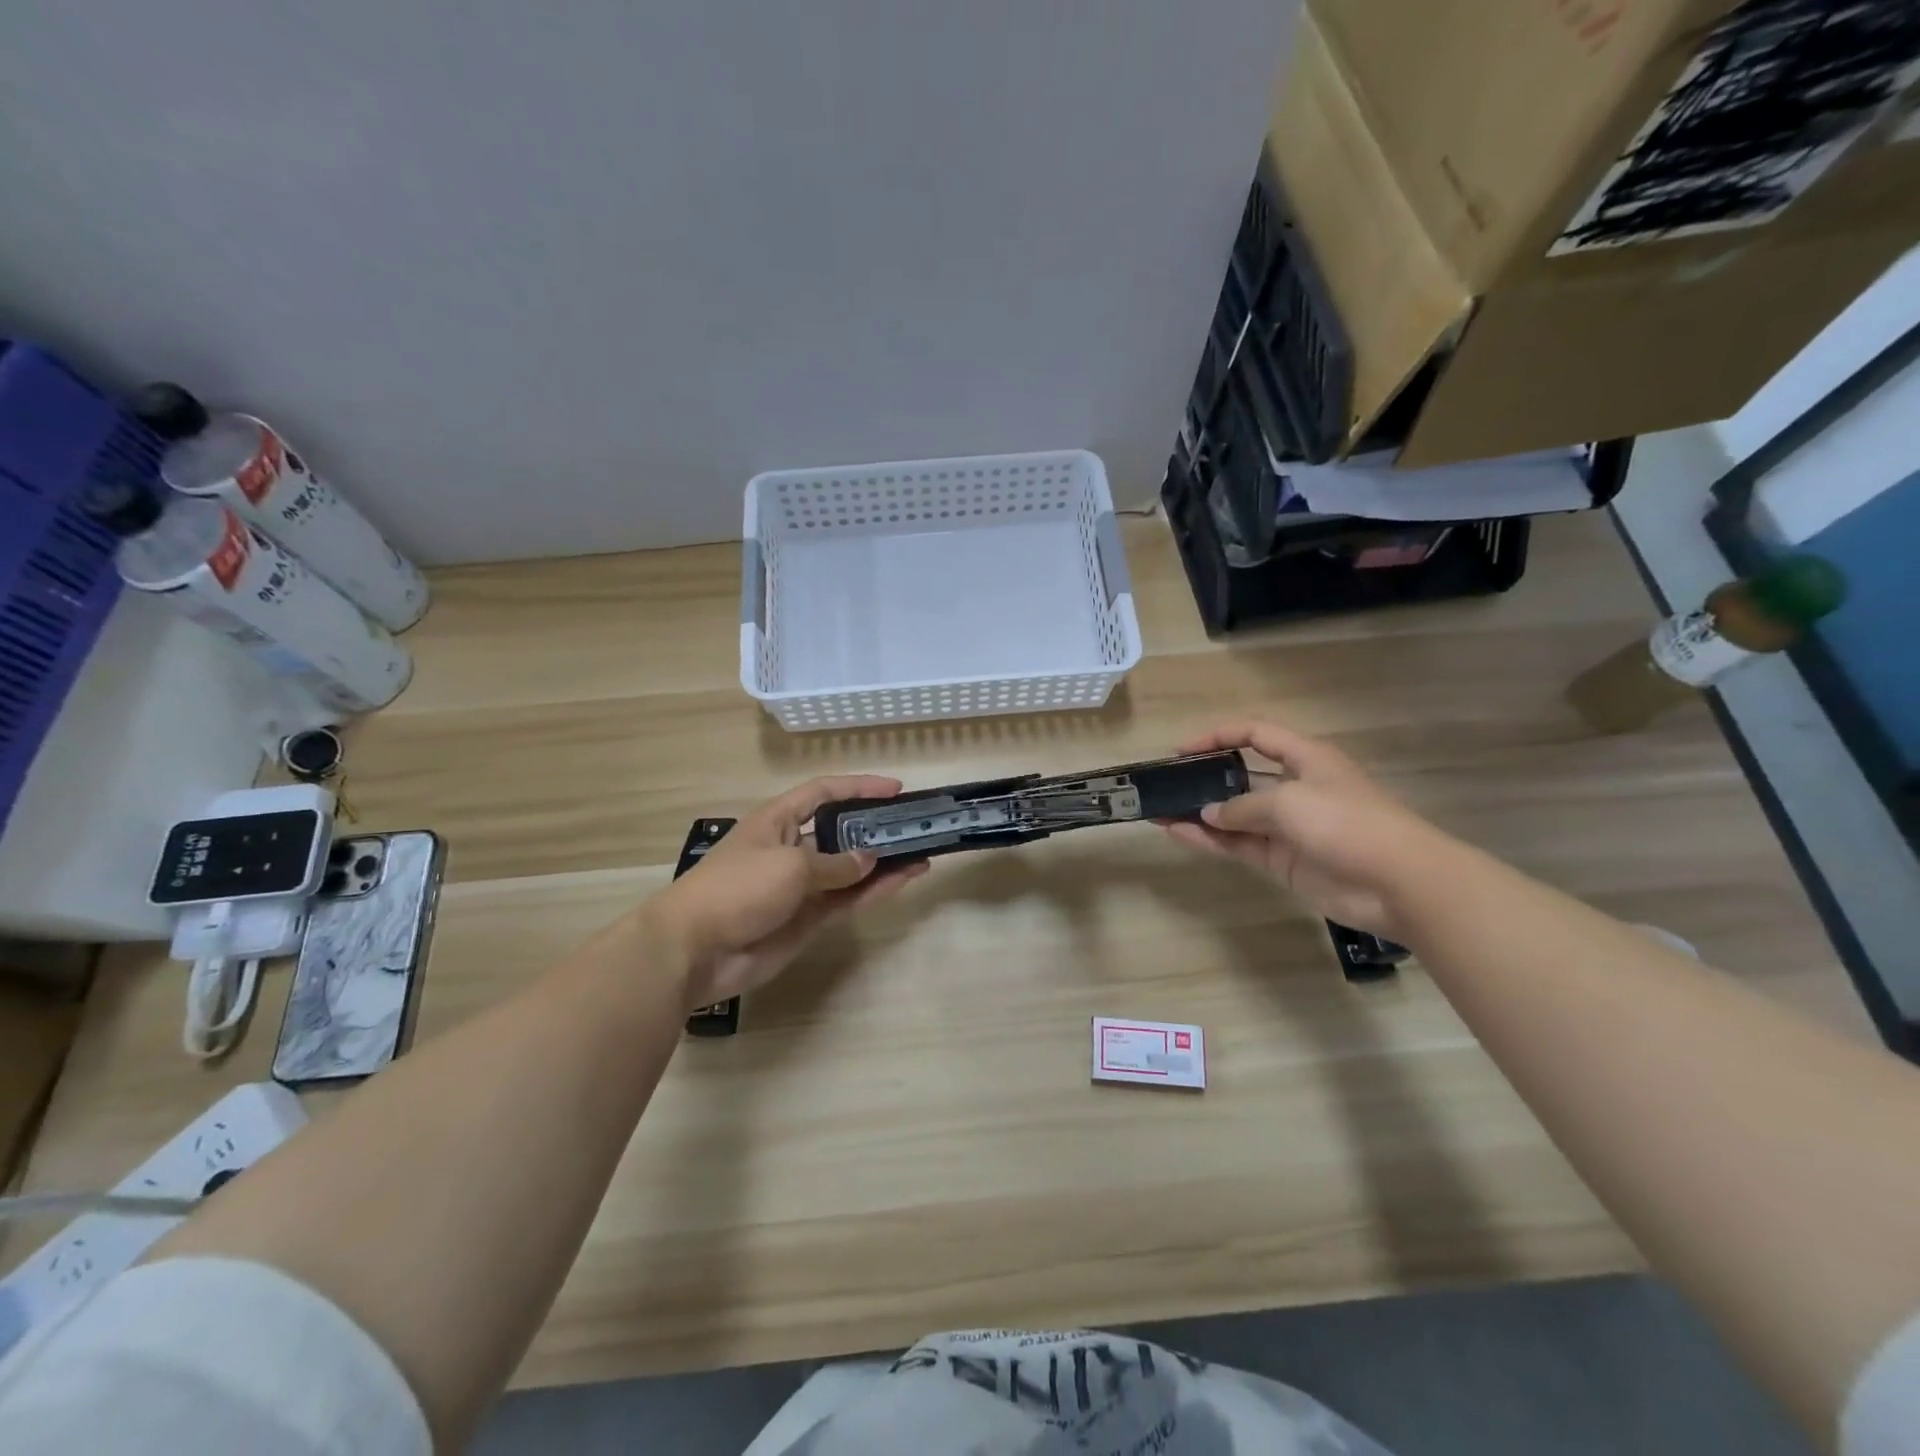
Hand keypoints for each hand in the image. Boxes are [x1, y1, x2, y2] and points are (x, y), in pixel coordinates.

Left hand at [641, 775, 928, 1008]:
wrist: (694, 950)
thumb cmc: (737, 888)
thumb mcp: (790, 865)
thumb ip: (836, 864)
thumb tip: (870, 859)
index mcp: (779, 821)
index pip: (824, 793)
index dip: (859, 787)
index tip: (895, 789)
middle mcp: (792, 848)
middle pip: (842, 832)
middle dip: (876, 828)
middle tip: (914, 827)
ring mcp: (800, 886)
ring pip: (850, 870)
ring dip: (883, 863)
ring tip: (921, 855)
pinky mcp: (807, 919)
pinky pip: (847, 900)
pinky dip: (873, 892)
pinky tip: (901, 882)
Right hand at [1160, 719, 1442, 938]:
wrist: (1400, 884)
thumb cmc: (1348, 823)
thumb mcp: (1290, 801)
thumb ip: (1242, 806)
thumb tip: (1208, 814)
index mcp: (1305, 759)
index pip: (1256, 735)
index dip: (1219, 736)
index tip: (1182, 750)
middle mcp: (1293, 788)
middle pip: (1240, 777)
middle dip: (1203, 779)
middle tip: (1166, 784)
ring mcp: (1287, 828)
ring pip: (1233, 815)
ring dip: (1198, 813)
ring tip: (1159, 811)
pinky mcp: (1283, 861)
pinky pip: (1238, 845)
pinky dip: (1209, 840)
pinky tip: (1178, 834)